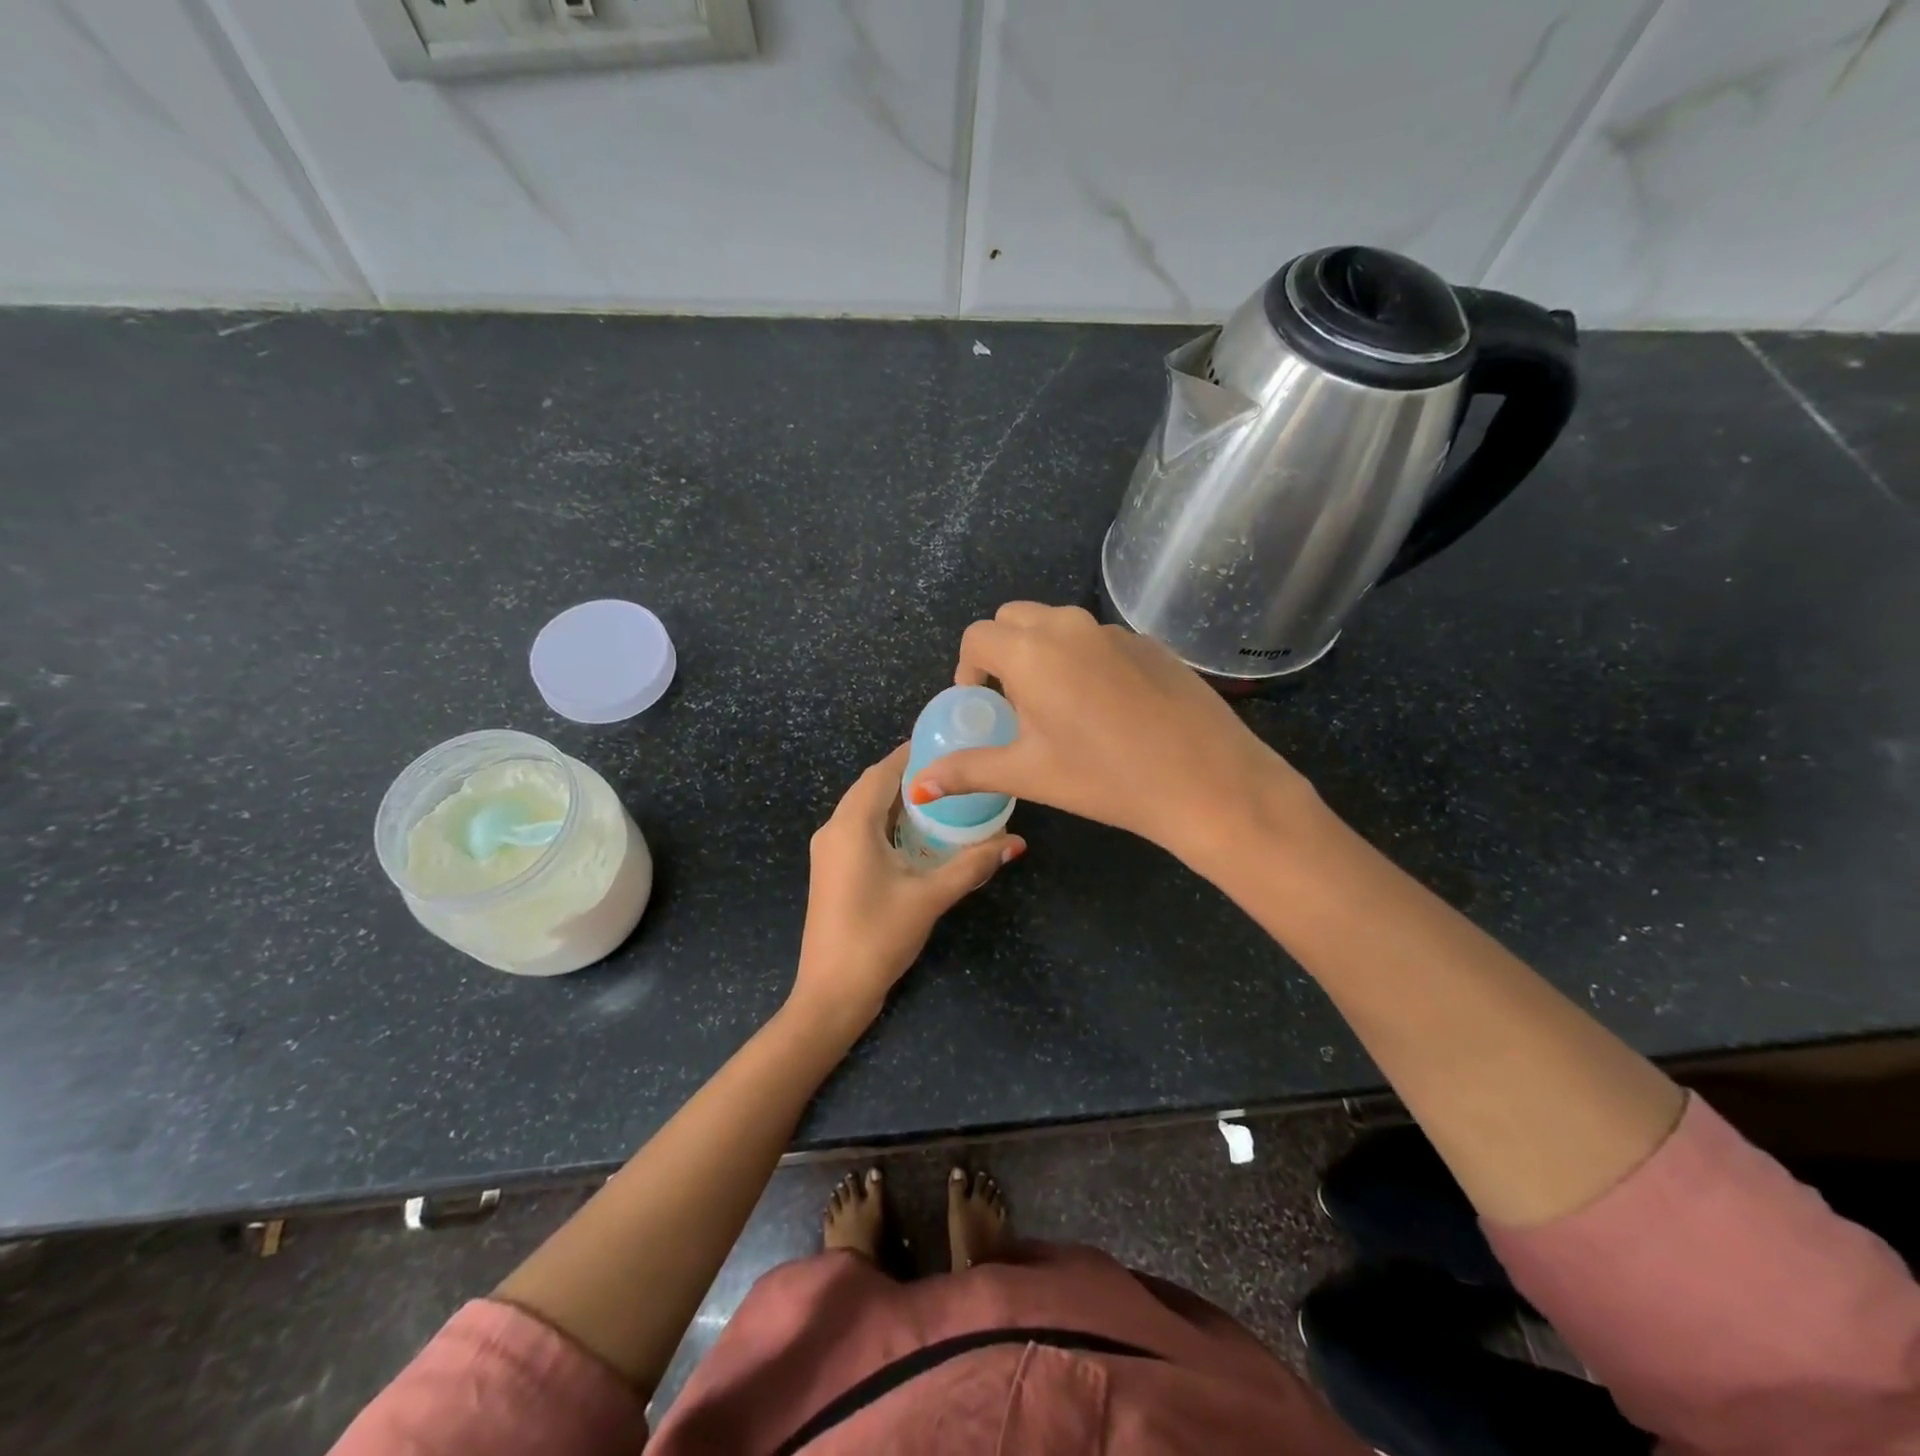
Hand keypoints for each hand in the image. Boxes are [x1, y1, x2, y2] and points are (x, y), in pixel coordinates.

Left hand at [792, 744, 1023, 1028]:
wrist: (831, 992)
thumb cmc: (877, 937)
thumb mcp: (929, 897)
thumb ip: (971, 865)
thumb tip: (1015, 841)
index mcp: (851, 825)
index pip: (882, 772)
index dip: (911, 754)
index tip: (945, 742)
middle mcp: (833, 829)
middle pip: (872, 787)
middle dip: (908, 775)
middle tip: (951, 769)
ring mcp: (828, 851)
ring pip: (864, 809)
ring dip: (897, 800)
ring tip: (941, 796)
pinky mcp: (831, 870)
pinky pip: (860, 830)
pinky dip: (887, 822)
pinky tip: (916, 833)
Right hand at [908, 603, 1313, 866]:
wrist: (1206, 780)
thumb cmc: (1104, 778)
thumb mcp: (1029, 774)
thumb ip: (968, 770)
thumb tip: (919, 784)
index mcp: (1031, 652)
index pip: (977, 637)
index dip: (967, 669)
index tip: (980, 704)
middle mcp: (1069, 626)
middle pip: (1015, 618)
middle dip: (1002, 652)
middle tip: (1016, 703)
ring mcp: (1115, 631)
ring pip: (1059, 625)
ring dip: (1043, 653)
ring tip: (1060, 707)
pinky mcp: (1150, 643)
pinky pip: (1098, 639)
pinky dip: (1084, 659)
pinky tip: (1108, 709)